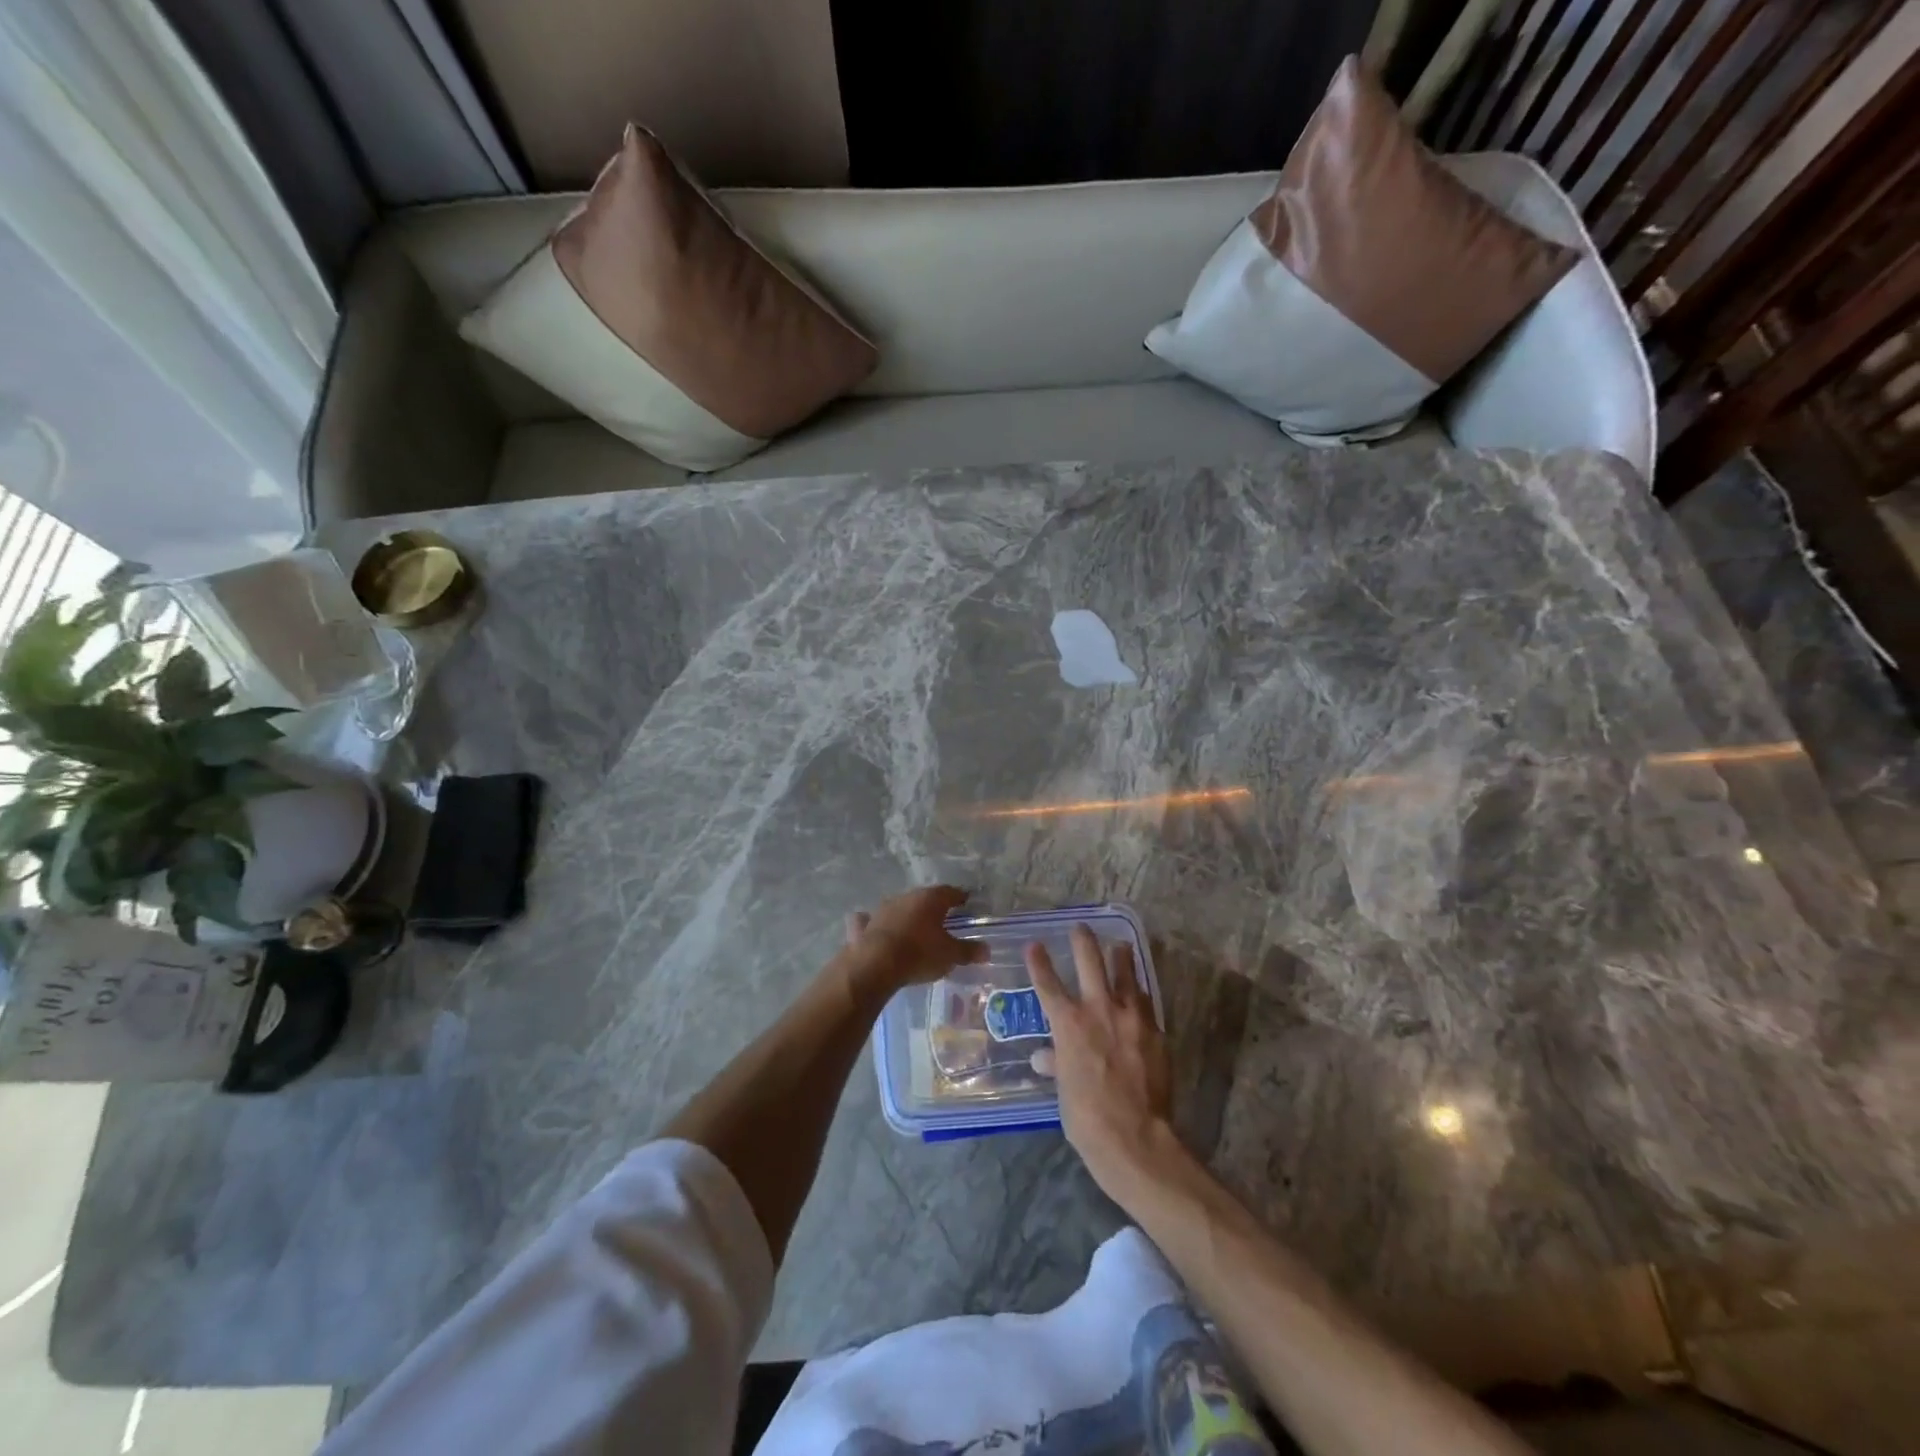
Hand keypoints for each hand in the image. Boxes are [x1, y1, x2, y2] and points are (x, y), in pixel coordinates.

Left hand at [841, 885, 986, 998]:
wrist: (876, 964)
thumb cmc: (920, 954)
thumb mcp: (950, 955)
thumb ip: (968, 951)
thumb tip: (987, 950)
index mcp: (930, 899)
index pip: (950, 892)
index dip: (959, 897)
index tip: (965, 901)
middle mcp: (906, 897)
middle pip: (924, 898)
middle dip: (932, 906)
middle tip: (941, 917)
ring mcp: (882, 909)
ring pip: (898, 906)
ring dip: (906, 914)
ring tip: (913, 927)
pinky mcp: (864, 925)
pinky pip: (869, 920)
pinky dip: (872, 922)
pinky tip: (873, 927)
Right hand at [1027, 924, 1177, 1196]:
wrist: (1135, 1137)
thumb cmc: (1087, 1117)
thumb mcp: (1063, 1090)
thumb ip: (1056, 1064)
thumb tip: (1043, 1058)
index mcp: (1069, 1024)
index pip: (1048, 985)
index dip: (1039, 963)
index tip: (1034, 945)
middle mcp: (1099, 1010)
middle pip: (1090, 962)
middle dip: (1083, 941)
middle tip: (1080, 927)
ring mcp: (1131, 1018)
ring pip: (1125, 974)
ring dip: (1120, 957)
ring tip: (1119, 944)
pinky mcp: (1155, 1031)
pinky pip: (1145, 1004)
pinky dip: (1139, 995)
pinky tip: (1140, 993)